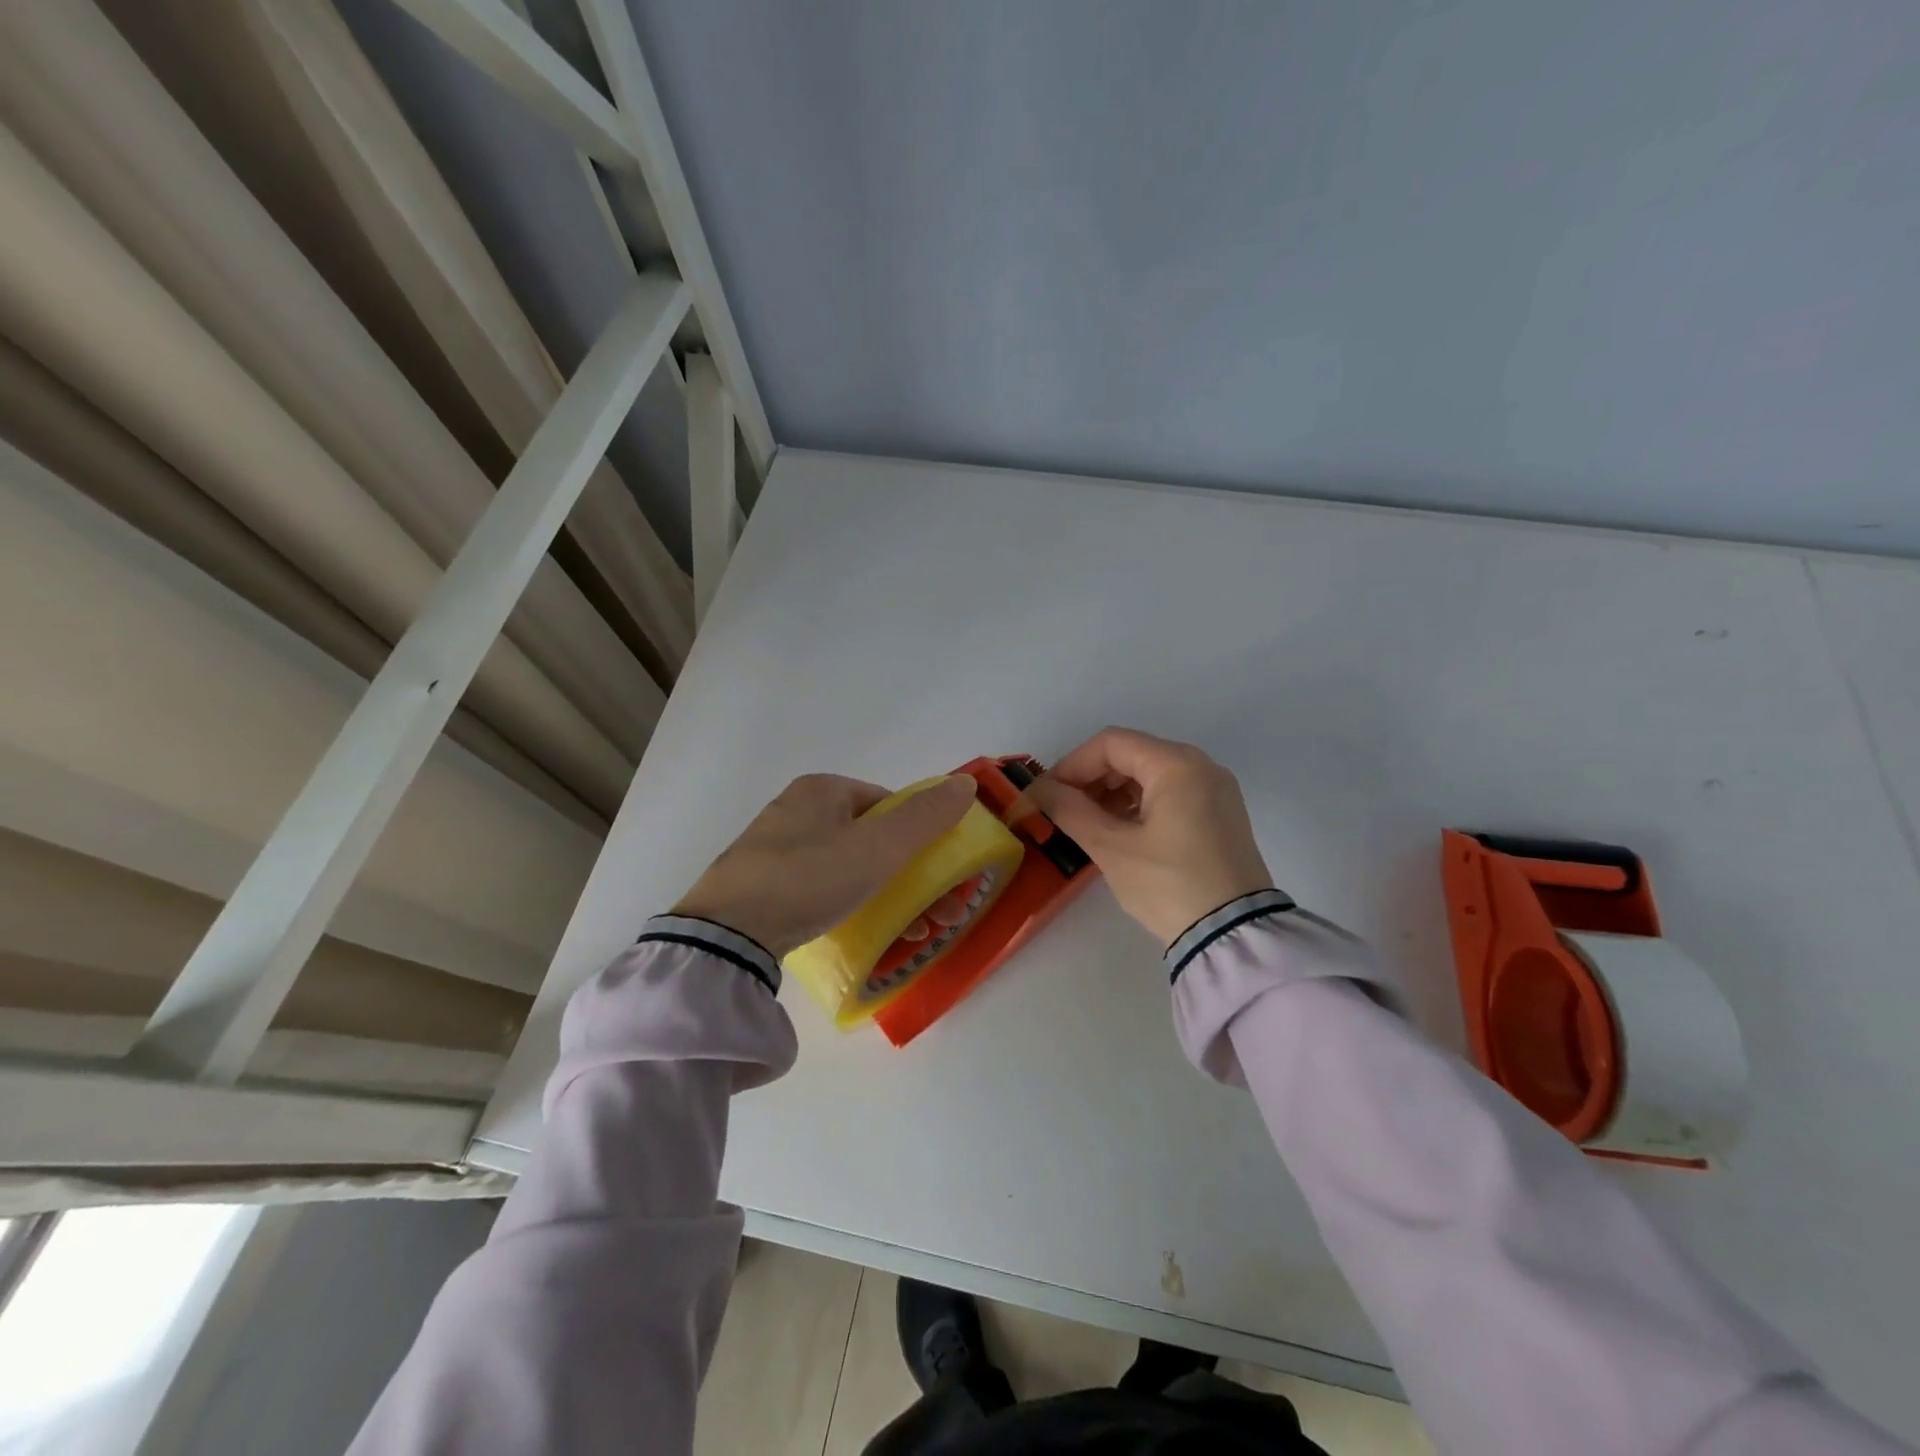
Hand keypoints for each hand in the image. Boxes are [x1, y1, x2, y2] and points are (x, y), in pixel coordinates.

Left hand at [673, 774, 976, 956]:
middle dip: (909, 876)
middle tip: (933, 916)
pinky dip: (846, 903)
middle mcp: (797, 809)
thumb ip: (926, 817)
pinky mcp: (760, 883)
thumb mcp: (878, 848)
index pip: (889, 805)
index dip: (920, 839)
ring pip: (847, 865)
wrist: (726, 934)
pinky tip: (856, 930)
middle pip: (871, 838)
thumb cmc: (809, 879)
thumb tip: (965, 785)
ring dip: (885, 894)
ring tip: (909, 934)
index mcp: (822, 789)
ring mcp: (774, 847)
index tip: (937, 879)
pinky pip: (819, 886)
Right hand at [1026, 728, 1274, 945]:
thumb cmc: (1168, 885)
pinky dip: (1138, 805)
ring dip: (1112, 793)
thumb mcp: (1112, 848)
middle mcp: (1201, 766)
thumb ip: (1071, 810)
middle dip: (1091, 779)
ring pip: (1150, 775)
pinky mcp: (1219, 815)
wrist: (1233, 936)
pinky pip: (1170, 794)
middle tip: (1062, 811)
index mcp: (1177, 765)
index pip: (1111, 744)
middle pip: (1132, 754)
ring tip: (1087, 825)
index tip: (1047, 795)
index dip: (1072, 765)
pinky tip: (1118, 832)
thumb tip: (1039, 790)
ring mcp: (1215, 790)